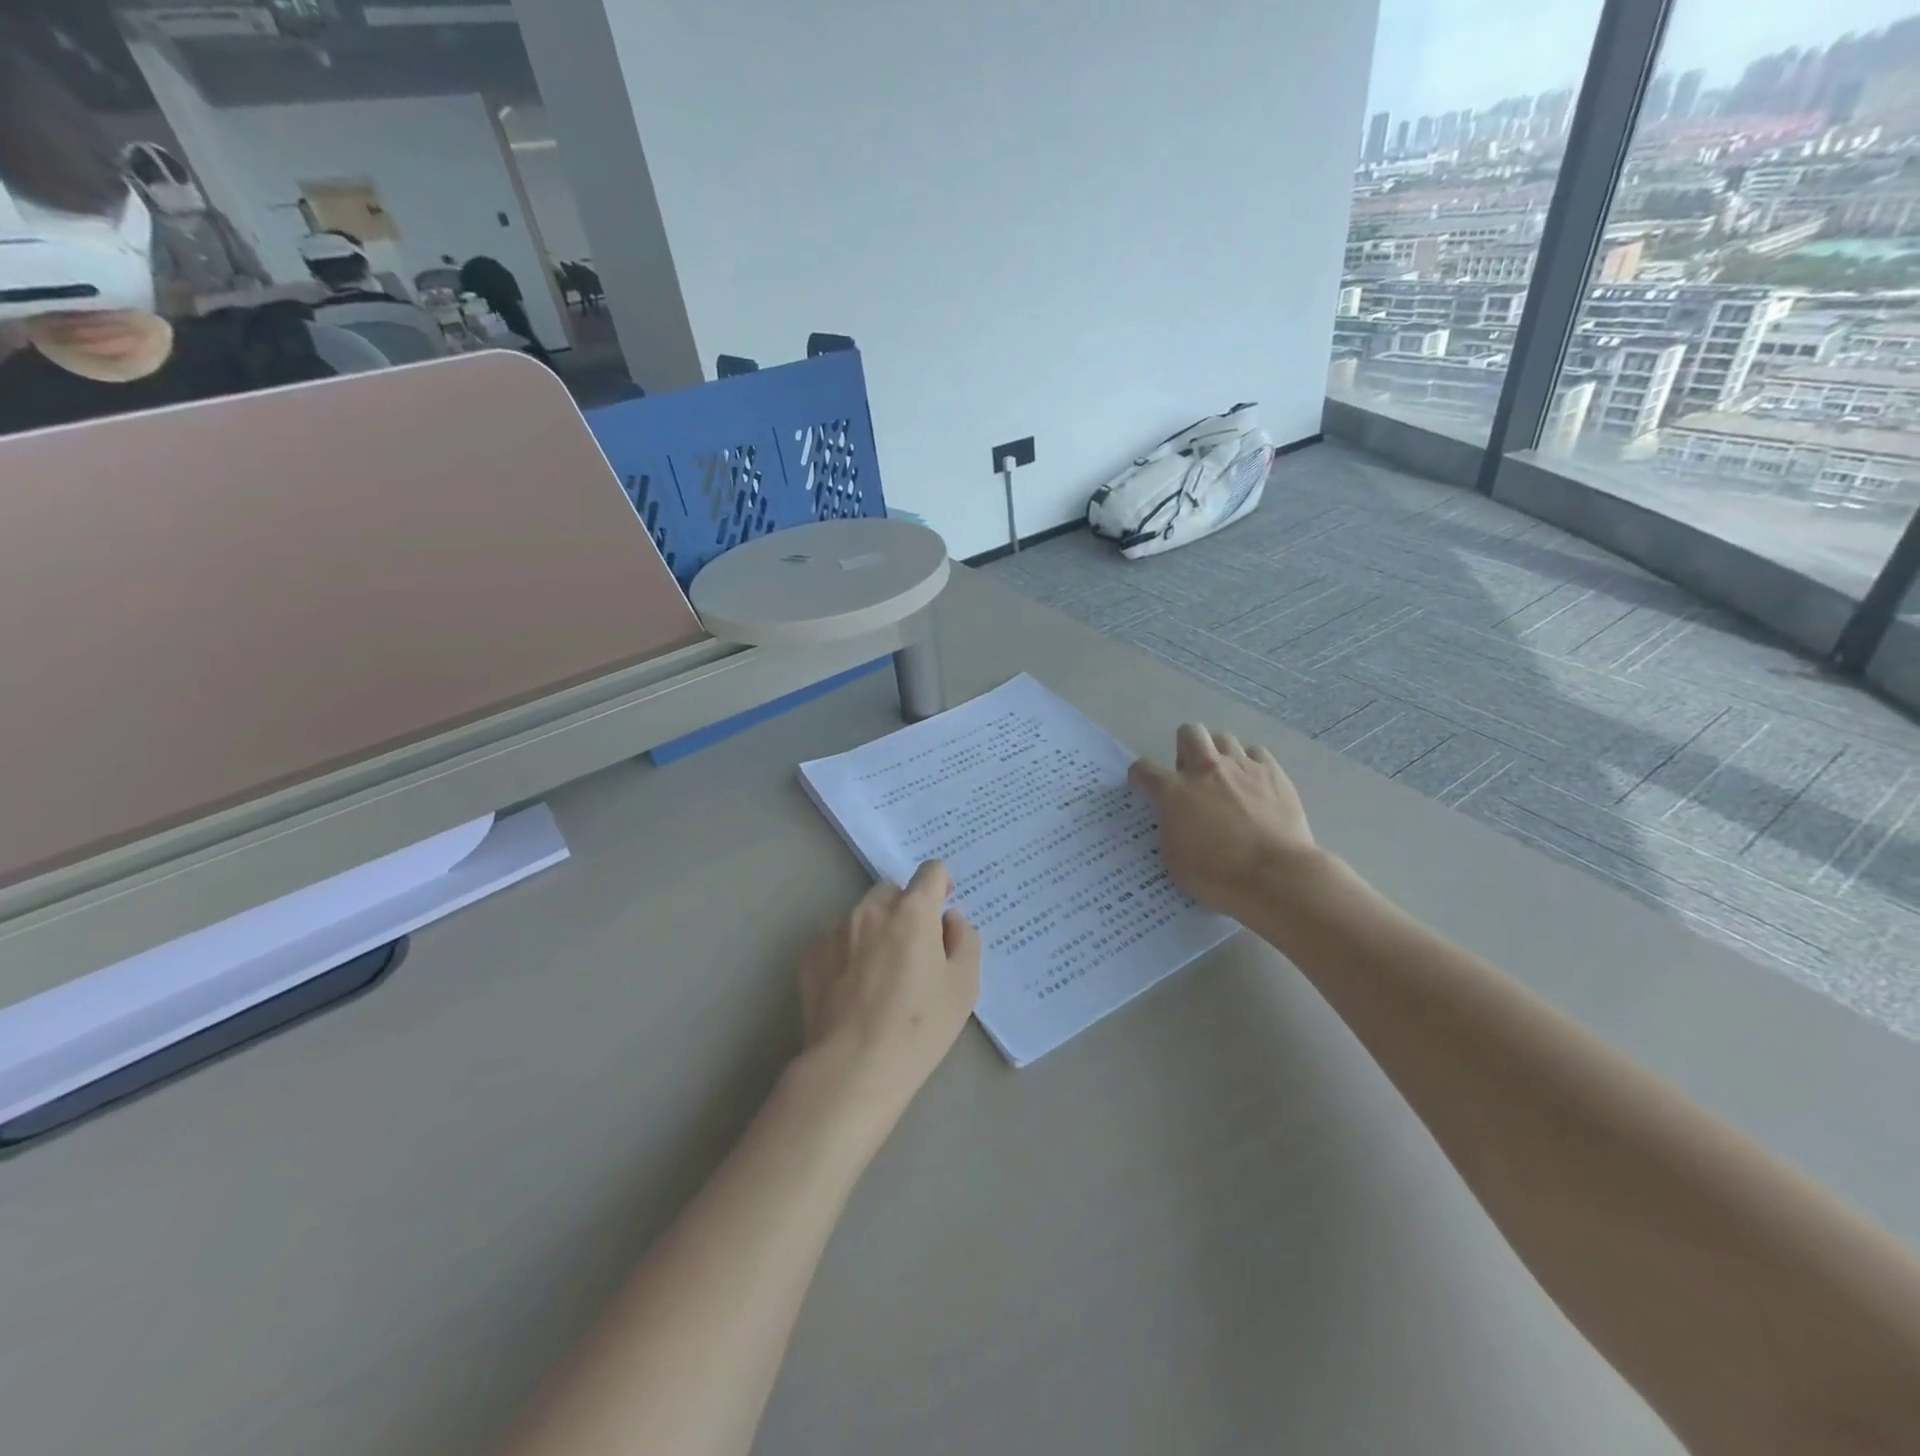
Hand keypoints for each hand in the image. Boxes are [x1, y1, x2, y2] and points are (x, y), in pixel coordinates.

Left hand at [796, 861, 981, 1124]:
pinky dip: (848, 950)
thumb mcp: (964, 986)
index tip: (942, 907)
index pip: (931, 871)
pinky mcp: (810, 953)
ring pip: (862, 914)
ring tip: (880, 974)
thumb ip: (965, 940)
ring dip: (876, 929)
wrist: (852, 1068)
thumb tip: (950, 920)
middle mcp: (871, 909)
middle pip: (893, 891)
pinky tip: (853, 988)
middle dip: (906, 909)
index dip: (941, 884)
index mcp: (913, 911)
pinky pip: (837, 938)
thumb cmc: (919, 1028)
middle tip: (913, 950)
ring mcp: (835, 929)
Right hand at [1129, 724, 1316, 917]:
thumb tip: (1176, 818)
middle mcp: (1205, 769)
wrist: (1274, 875)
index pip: (1144, 769)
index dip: (1140, 776)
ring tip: (1225, 778)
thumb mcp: (1175, 859)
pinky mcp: (1273, 772)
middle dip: (1184, 748)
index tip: (1143, 786)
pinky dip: (1251, 764)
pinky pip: (1257, 753)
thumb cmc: (1217, 875)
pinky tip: (1254, 784)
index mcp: (1174, 792)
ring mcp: (1242, 767)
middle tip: (1191, 775)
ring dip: (1218, 754)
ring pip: (1223, 739)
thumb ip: (1170, 828)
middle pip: (1189, 733)